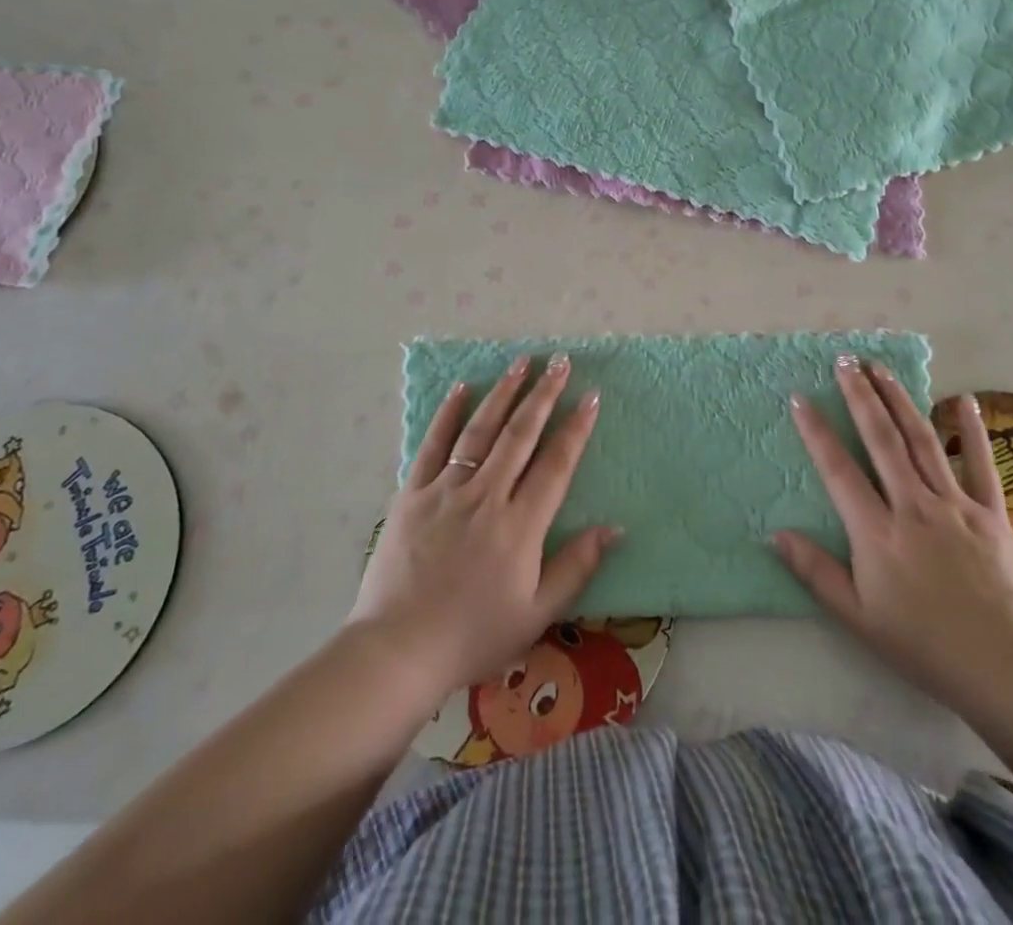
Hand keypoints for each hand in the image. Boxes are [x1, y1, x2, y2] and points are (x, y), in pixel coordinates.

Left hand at [348, 353, 616, 706]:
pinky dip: (448, 413)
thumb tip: (614, 528)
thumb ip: (576, 567)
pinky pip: (433, 444)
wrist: (398, 652)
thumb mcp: (537, 614)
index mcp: (520, 525)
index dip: (576, 427)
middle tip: (560, 361)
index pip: (556, 464)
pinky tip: (462, 388)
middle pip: (521, 434)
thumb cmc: (473, 636)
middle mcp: (486, 496)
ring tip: (521, 362)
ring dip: (503, 393)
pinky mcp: (412, 493)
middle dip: (544, 394)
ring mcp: (446, 490)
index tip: (591, 396)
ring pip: (480, 430)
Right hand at [773, 358, 1012, 717]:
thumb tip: (773, 534)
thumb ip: (815, 572)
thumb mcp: (857, 617)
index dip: (817, 431)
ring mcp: (954, 504)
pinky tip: (963, 400)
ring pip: (921, 440)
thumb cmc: (923, 645)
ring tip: (880, 368)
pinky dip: (970, 430)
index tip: (801, 398)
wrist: (1004, 667)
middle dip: (860, 396)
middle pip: (881, 439)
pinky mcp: (990, 511)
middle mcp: (912, 506)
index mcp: (877, 532)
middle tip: (845, 361)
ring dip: (898, 400)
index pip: (838, 469)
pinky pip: (980, 463)